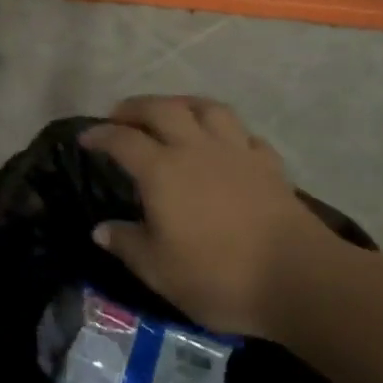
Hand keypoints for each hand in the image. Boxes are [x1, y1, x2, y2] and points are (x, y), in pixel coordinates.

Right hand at [81, 96, 349, 338]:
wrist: (298, 278)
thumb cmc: (217, 276)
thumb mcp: (158, 270)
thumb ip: (127, 244)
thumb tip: (101, 229)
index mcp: (162, 171)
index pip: (123, 140)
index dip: (100, 134)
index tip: (85, 138)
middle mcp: (196, 149)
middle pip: (162, 109)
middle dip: (136, 107)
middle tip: (120, 115)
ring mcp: (237, 152)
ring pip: (207, 108)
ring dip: (182, 104)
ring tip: (171, 112)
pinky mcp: (269, 165)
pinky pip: (243, 133)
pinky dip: (225, 130)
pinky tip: (223, 143)